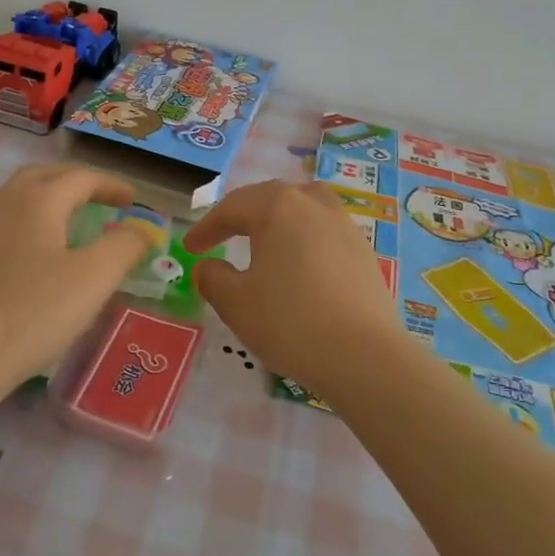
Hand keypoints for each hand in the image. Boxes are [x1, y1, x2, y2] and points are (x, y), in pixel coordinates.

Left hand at [0, 163, 154, 406]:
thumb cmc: (32, 314)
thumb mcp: (94, 281)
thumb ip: (125, 247)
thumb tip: (142, 228)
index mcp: (38, 201)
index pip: (81, 178)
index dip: (110, 185)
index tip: (131, 200)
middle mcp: (2, 202)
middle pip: (42, 175)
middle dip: (74, 181)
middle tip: (98, 198)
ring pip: (13, 195)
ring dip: (43, 197)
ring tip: (62, 219)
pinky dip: (18, 221)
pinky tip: (22, 251)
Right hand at [183, 180, 405, 400]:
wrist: (365, 356)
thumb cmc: (290, 321)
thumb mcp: (235, 303)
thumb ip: (213, 278)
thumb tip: (208, 267)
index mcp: (277, 206)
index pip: (231, 208)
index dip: (206, 228)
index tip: (189, 248)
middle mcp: (312, 203)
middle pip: (269, 198)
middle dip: (242, 216)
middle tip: (221, 235)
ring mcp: (343, 225)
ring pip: (303, 207)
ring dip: (279, 219)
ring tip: (266, 239)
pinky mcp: (364, 251)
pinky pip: (324, 232)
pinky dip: (304, 239)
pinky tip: (300, 265)